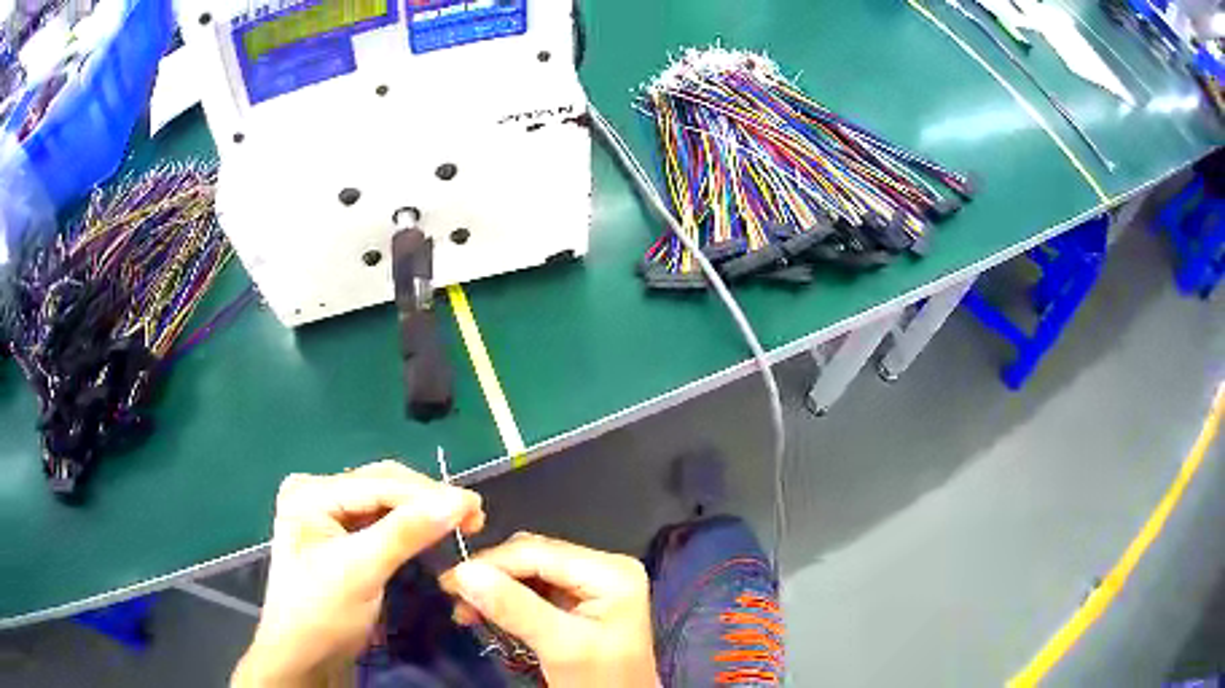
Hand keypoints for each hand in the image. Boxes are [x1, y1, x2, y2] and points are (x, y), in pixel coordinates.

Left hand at [233, 461, 484, 687]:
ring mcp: (329, 514)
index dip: (429, 493)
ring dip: (424, 511)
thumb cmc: (322, 613)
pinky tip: (433, 531)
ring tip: (463, 521)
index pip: (378, 484)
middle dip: (428, 500)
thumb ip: (406, 533)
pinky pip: (383, 521)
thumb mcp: (361, 572)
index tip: (477, 506)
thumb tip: (459, 500)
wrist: (304, 657)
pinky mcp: (342, 536)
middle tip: (474, 516)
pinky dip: (411, 526)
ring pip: (387, 502)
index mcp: (310, 492)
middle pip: (383, 486)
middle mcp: (318, 492)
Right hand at [440, 532, 657, 687]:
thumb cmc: (600, 681)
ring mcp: (592, 583)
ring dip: (494, 588)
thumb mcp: (560, 646)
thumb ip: (514, 608)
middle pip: (533, 558)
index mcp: (611, 571)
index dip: (489, 563)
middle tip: (455, 598)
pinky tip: (486, 614)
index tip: (448, 581)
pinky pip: (534, 588)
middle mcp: (604, 567)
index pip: (538, 553)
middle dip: (491, 576)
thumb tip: (464, 571)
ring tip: (467, 612)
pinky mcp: (580, 600)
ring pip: (529, 572)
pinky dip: (507, 600)